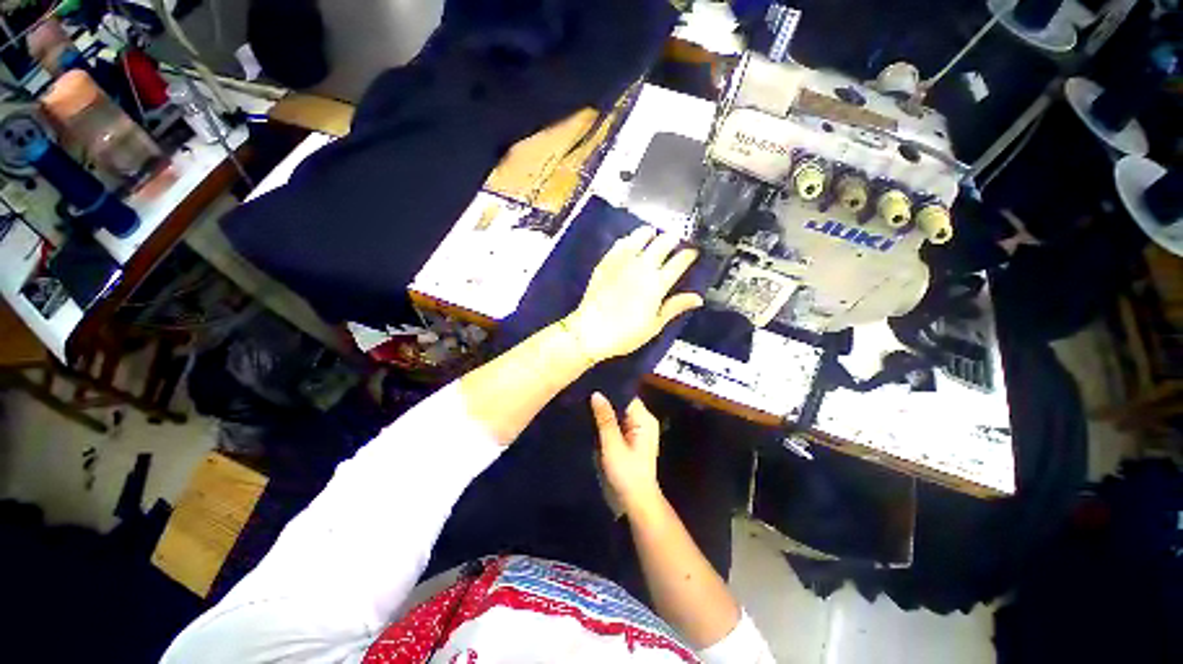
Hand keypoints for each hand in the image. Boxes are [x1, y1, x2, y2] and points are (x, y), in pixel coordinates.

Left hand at [564, 227, 701, 363]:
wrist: (590, 331)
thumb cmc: (626, 333)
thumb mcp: (654, 325)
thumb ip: (675, 307)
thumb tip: (697, 298)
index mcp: (657, 283)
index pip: (679, 262)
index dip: (689, 255)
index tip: (694, 252)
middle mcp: (642, 267)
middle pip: (662, 243)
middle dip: (673, 239)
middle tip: (676, 239)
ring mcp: (622, 262)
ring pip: (640, 237)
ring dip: (650, 234)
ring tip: (654, 233)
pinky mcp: (606, 262)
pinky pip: (620, 244)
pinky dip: (629, 239)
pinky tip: (630, 240)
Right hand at [591, 393, 662, 511]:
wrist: (635, 503)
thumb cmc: (626, 474)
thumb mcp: (612, 445)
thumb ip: (605, 419)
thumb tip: (596, 393)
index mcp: (644, 419)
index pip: (626, 396)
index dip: (609, 390)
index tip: (590, 384)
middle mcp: (642, 421)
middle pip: (622, 404)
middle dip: (604, 401)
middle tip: (583, 393)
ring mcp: (636, 431)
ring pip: (617, 414)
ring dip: (603, 412)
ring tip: (583, 402)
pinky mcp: (628, 440)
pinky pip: (616, 424)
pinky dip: (605, 423)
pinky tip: (589, 419)